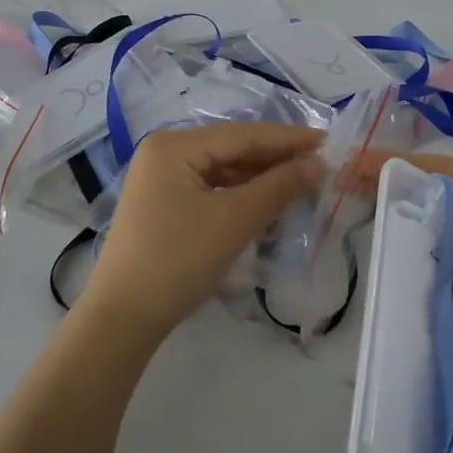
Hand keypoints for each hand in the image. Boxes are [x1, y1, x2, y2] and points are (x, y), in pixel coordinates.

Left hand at [79, 121, 322, 344]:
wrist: (123, 317)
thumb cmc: (178, 261)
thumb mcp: (234, 221)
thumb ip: (278, 187)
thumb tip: (317, 164)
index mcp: (174, 146)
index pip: (243, 134)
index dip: (289, 139)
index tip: (330, 142)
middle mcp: (164, 153)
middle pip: (232, 148)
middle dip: (276, 158)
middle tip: (321, 165)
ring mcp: (161, 179)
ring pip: (222, 169)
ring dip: (260, 178)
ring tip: (301, 183)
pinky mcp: (163, 204)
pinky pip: (210, 188)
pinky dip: (240, 195)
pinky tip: (267, 203)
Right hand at [351, 151, 452, 370]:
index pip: (452, 173)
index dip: (410, 165)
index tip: (364, 161)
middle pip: (434, 204)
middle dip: (393, 197)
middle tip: (342, 194)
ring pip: (435, 246)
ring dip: (403, 243)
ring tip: (355, 238)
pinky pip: (447, 290)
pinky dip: (422, 289)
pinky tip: (392, 290)